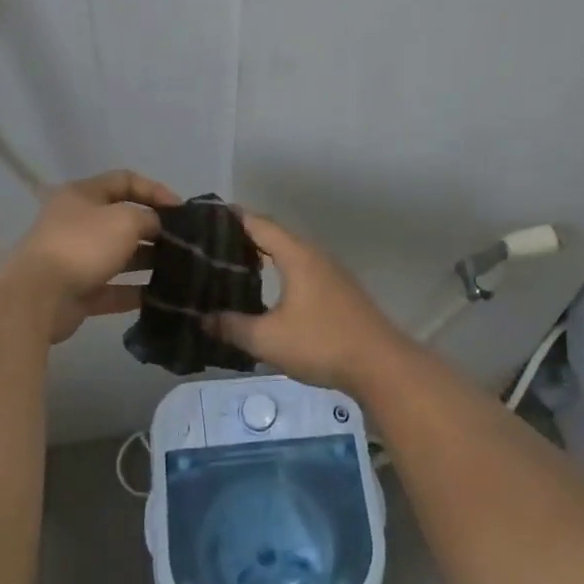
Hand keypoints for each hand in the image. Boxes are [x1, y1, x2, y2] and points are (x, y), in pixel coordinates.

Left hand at [6, 169, 179, 343]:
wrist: (38, 296)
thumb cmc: (83, 245)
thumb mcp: (125, 220)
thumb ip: (149, 218)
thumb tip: (156, 227)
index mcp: (83, 195)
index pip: (124, 180)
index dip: (155, 190)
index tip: (181, 209)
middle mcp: (77, 222)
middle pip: (122, 219)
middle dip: (153, 228)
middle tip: (182, 241)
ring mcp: (76, 258)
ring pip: (119, 256)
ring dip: (147, 261)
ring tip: (178, 268)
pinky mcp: (77, 291)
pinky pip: (113, 289)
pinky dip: (135, 292)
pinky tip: (161, 297)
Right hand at [210, 214, 410, 392]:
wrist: (380, 365)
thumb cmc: (321, 343)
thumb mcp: (267, 339)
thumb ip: (232, 326)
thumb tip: (203, 319)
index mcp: (297, 256)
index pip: (259, 224)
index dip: (233, 219)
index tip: (207, 219)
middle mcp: (315, 255)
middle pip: (275, 236)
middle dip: (245, 238)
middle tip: (212, 248)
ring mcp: (331, 273)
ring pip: (290, 254)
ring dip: (264, 257)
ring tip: (234, 268)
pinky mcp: (339, 292)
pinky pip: (302, 270)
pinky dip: (280, 272)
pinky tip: (268, 292)